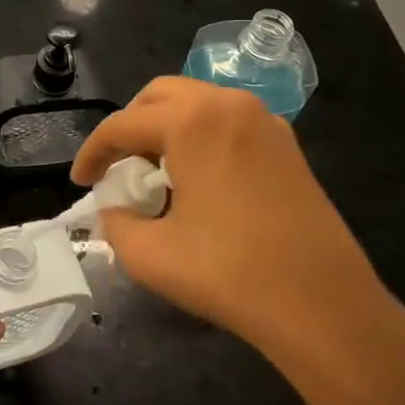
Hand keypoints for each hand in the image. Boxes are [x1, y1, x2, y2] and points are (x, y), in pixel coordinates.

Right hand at [72, 77, 404, 404]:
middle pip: (160, 96)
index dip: (92, 153)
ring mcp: (265, 121)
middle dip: (130, 127)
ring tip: (155, 173)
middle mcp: (229, 105)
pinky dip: (201, 136)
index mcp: (192, 121)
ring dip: (166, 128)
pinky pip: (229, 122)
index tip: (79, 182)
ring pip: (197, 103)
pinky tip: (199, 179)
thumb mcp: (150, 255)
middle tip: (117, 167)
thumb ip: (116, 222)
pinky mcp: (288, 145)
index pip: (123, 125)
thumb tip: (114, 208)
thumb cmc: (231, 274)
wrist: (325, 307)